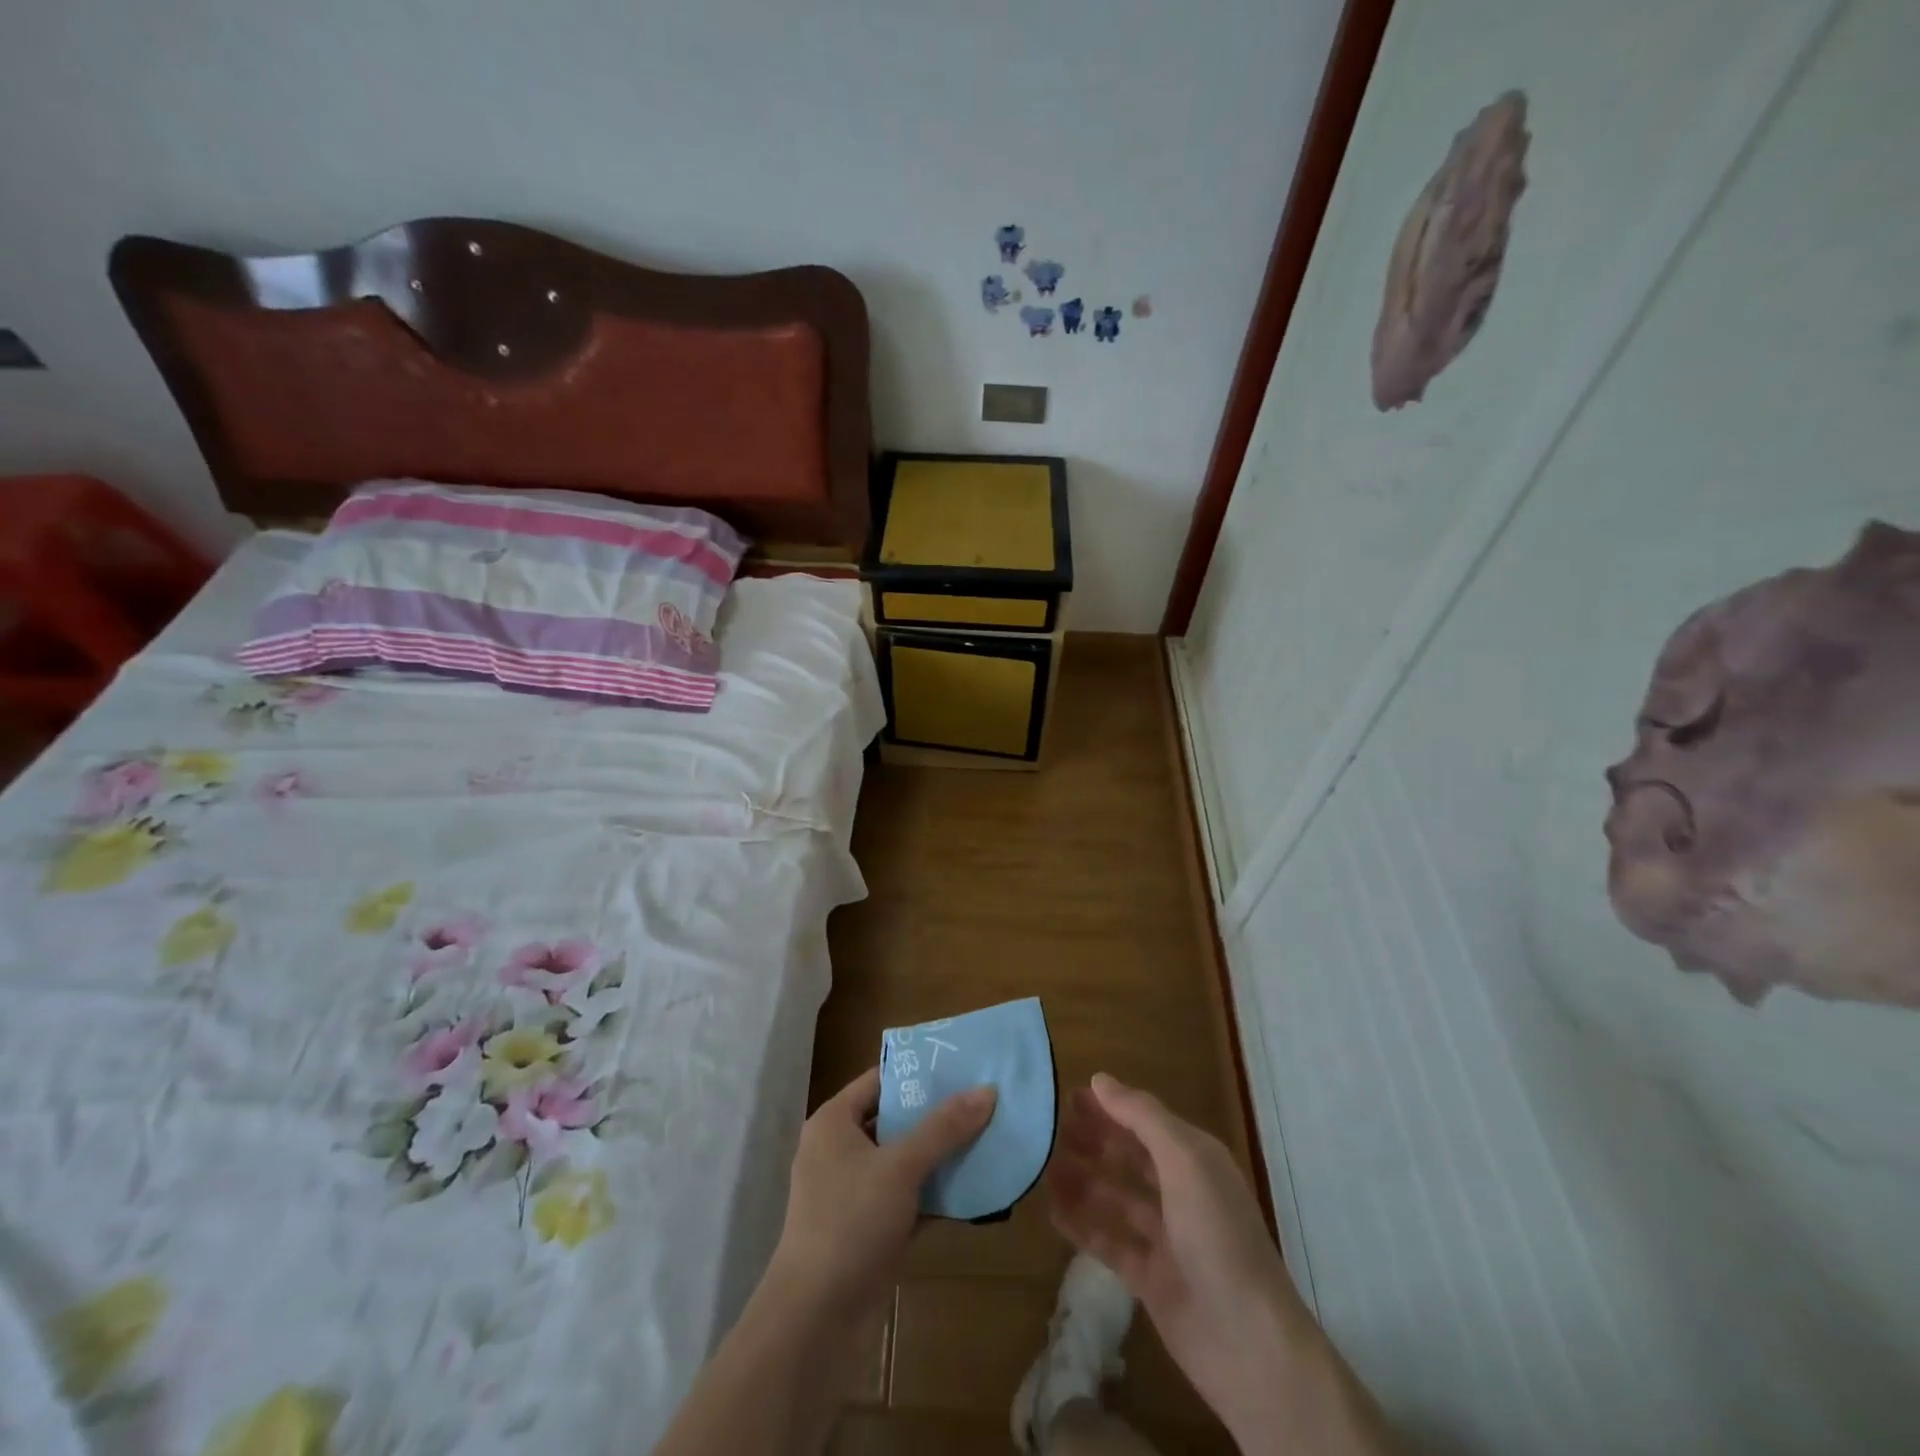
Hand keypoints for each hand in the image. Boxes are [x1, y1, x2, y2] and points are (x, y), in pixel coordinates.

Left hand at [767, 1067, 996, 1320]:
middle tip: (983, 1099)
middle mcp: (840, 1149)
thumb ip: (944, 1128)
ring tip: (988, 1135)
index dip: (918, 1072)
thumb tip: (987, 1090)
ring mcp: (853, 1191)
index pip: (880, 1080)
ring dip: (940, 1154)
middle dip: (937, 1114)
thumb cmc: (850, 1222)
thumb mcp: (900, 1167)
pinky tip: (975, 1187)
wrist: (816, 1320)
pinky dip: (935, 1192)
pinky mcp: (869, 1228)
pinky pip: (908, 1196)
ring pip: (904, 1160)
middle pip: (895, 1118)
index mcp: (834, 1122)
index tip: (961, 1064)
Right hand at [1047, 1074, 1315, 1442]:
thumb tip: (1099, 1079)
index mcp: (1195, 1159)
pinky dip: (1082, 1225)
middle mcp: (1181, 1191)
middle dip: (1093, 1139)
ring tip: (1041, 1165)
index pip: (1145, 1120)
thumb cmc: (1218, 1236)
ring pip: (1116, 1197)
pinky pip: (1109, 1241)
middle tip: (1048, 1128)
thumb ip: (1142, 1117)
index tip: (1066, 1095)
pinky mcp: (1150, 1278)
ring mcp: (1166, 1237)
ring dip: (1082, 1179)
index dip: (1109, 1106)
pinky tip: (1051, 1211)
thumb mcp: (1184, 1161)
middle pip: (1129, 1155)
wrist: (1250, 1344)